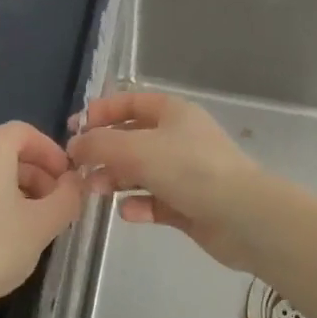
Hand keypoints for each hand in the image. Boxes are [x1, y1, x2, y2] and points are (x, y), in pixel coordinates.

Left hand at [0, 122, 83, 317]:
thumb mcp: (43, 226)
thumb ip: (67, 197)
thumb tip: (74, 182)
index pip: (23, 132)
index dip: (49, 151)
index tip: (65, 178)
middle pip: (0, 151)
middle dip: (31, 171)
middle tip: (49, 202)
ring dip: (5, 187)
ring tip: (20, 221)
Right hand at [66, 90, 264, 269]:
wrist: (243, 216)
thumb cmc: (189, 169)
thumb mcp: (137, 149)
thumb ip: (100, 144)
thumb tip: (74, 145)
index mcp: (173, 112)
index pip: (131, 102)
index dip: (101, 112)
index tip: (73, 129)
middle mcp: (180, 138)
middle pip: (133, 138)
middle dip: (104, 152)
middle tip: (80, 169)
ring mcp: (186, 172)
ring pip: (142, 172)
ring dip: (117, 179)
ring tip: (97, 191)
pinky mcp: (190, 205)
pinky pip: (156, 201)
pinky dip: (140, 205)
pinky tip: (129, 213)